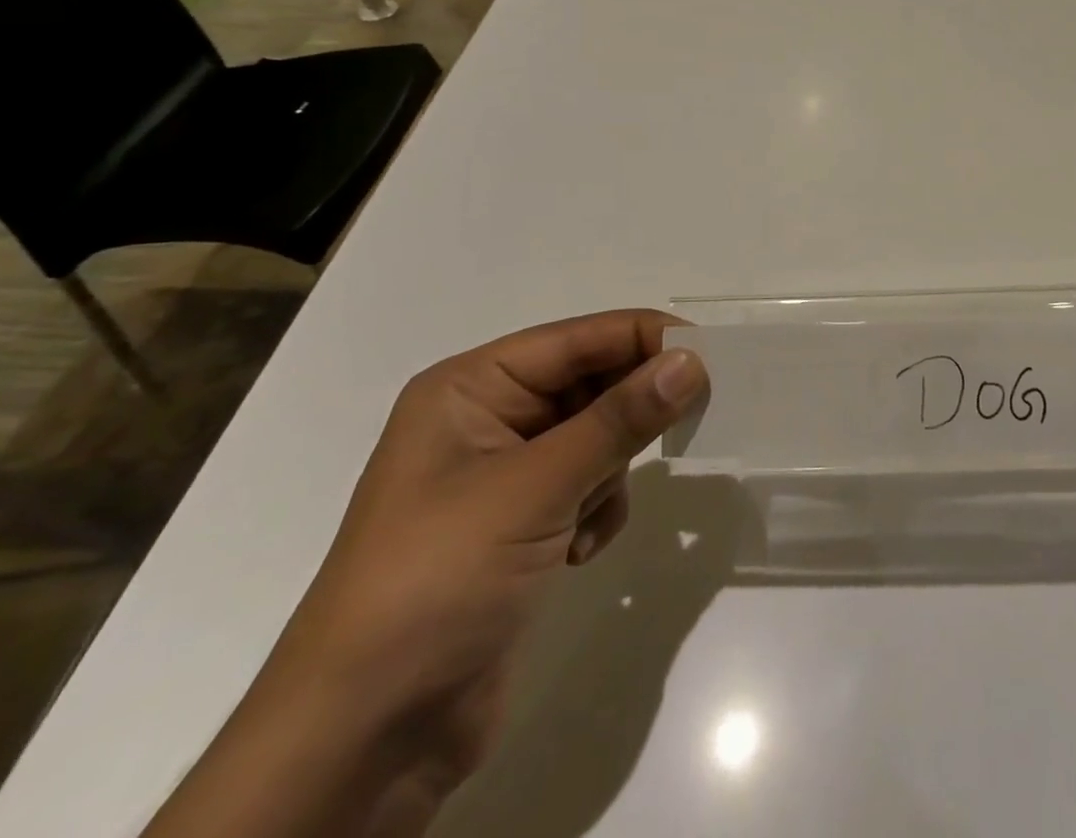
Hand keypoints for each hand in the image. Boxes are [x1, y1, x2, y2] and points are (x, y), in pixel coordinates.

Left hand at [143, 310, 707, 837]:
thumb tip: (691, 360)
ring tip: (593, 509)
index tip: (710, 350)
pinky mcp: (520, 526)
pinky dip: (596, 509)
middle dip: (631, 407)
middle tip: (692, 412)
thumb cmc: (438, 580)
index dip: (642, 337)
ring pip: (595, 436)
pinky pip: (587, 486)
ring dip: (610, 468)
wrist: (365, 738)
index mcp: (470, 388)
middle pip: (588, 384)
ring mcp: (503, 476)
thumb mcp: (534, 488)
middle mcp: (486, 420)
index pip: (576, 339)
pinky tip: (578, 551)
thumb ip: (619, 419)